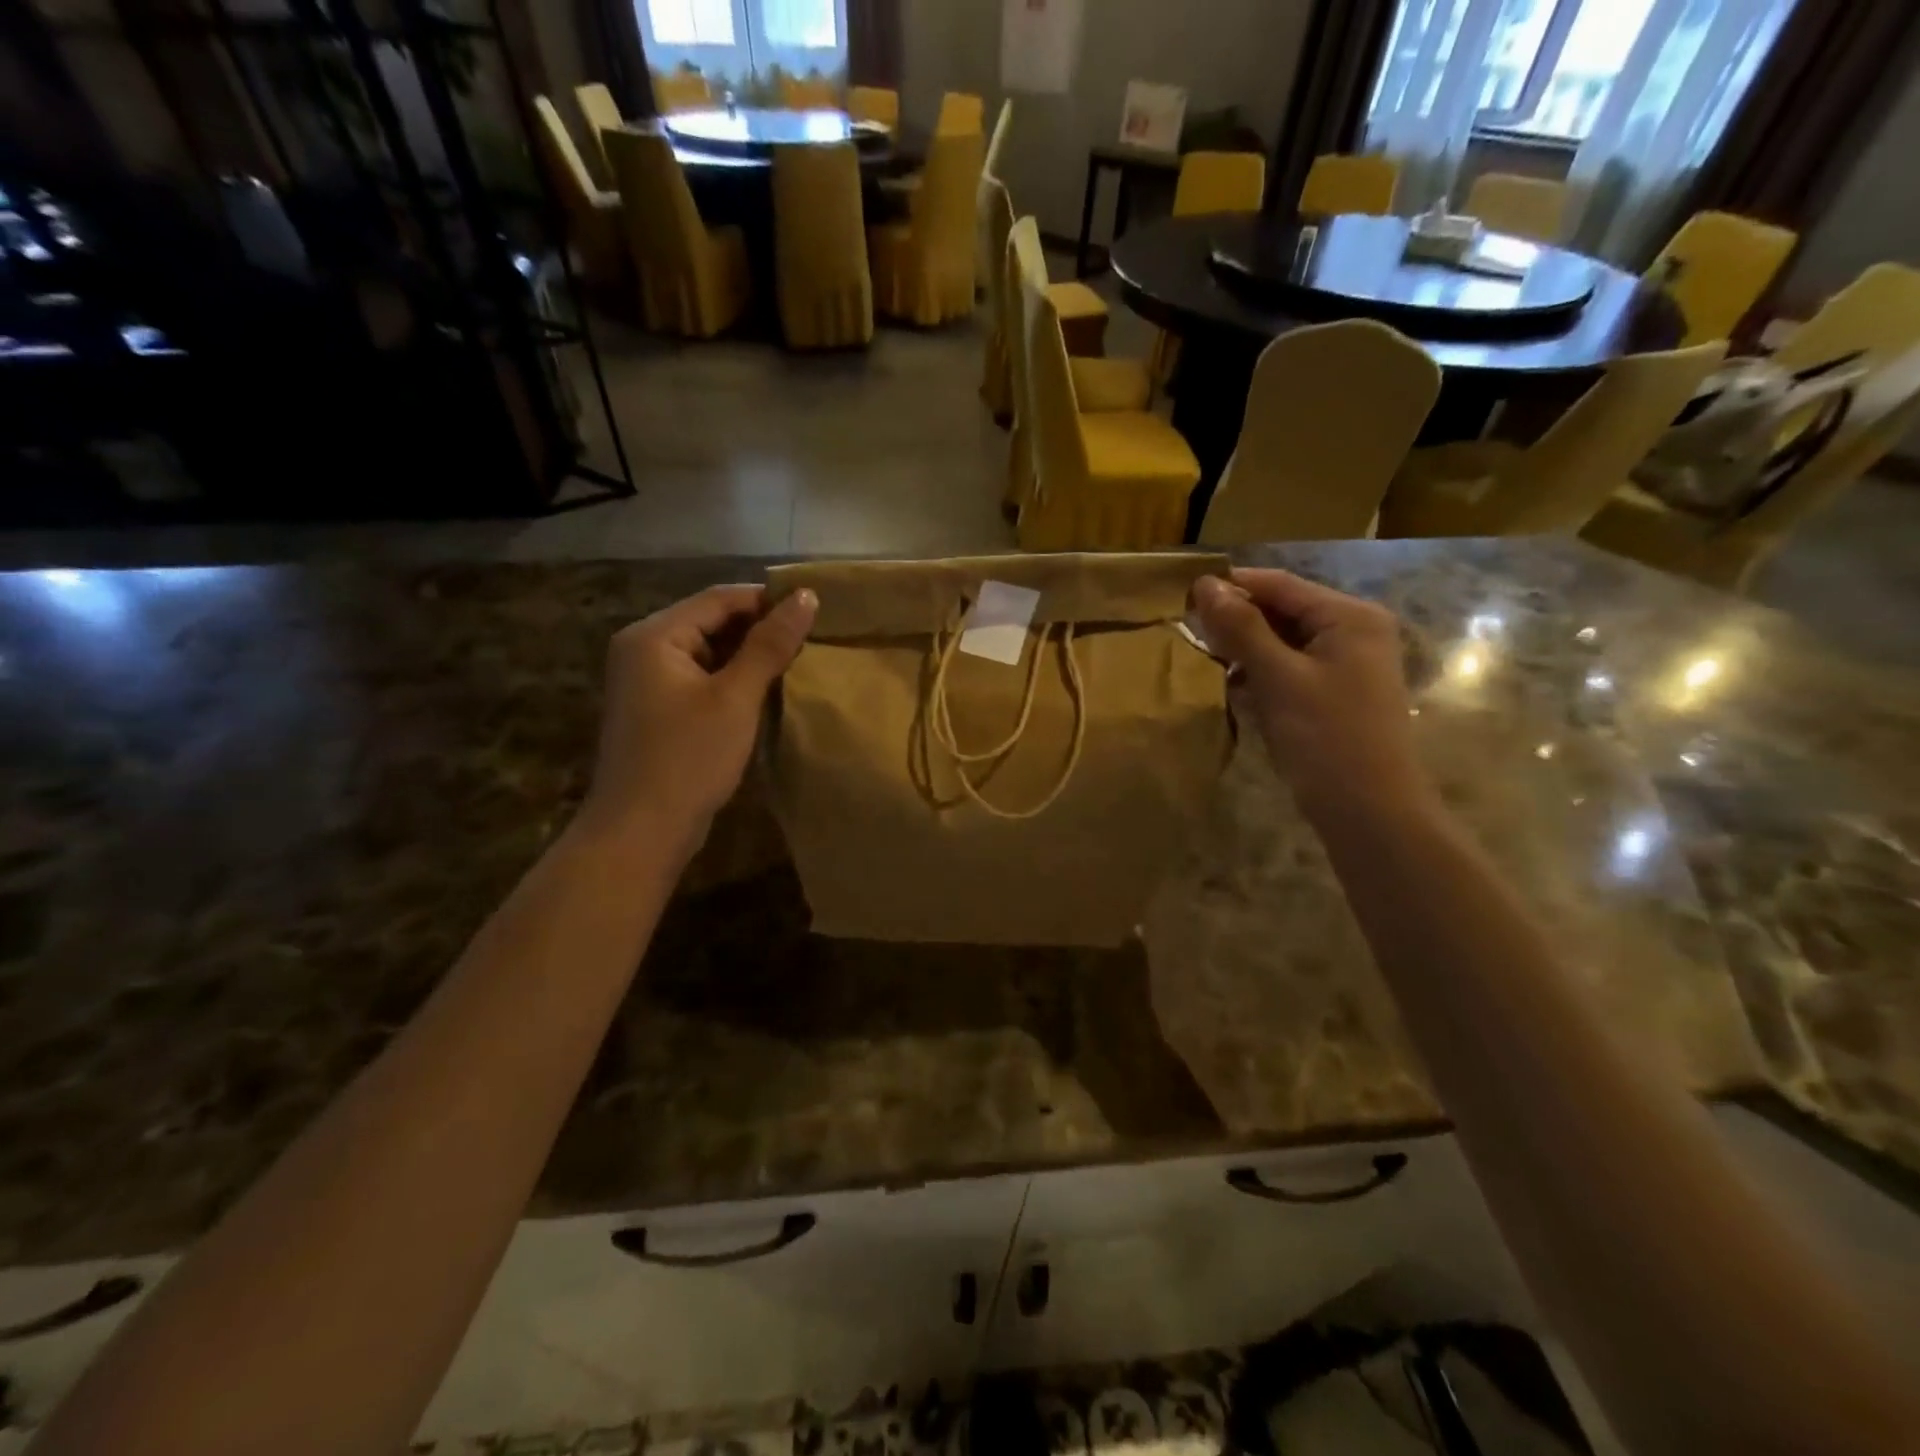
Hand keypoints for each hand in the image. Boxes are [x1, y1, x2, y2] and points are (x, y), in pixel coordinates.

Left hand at [578, 584, 816, 852]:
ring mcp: (647, 681)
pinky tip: (766, 693)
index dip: (768, 600)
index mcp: (654, 635)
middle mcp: (644, 649)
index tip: (815, 612)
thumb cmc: (688, 758)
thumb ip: (770, 645)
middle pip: (711, 621)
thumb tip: (805, 597)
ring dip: (750, 657)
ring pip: (709, 652)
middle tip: (812, 640)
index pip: (719, 598)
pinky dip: (733, 680)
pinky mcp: (658, 710)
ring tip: (797, 664)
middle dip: (760, 629)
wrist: (640, 832)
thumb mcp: (735, 697)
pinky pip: (701, 679)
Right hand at [1191, 568, 1432, 824]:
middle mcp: (1353, 631)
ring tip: (1203, 660)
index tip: (1180, 595)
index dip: (1231, 586)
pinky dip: (1260, 674)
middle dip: (1236, 621)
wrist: (1369, 812)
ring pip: (1282, 642)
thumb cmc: (1326, 738)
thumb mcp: (1279, 678)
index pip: (1279, 585)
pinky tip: (1231, 688)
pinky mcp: (1334, 694)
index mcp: (1349, 617)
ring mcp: (1346, 665)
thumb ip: (1242, 628)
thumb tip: (1205, 585)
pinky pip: (1289, 670)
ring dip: (1244, 650)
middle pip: (1283, 611)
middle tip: (1187, 632)